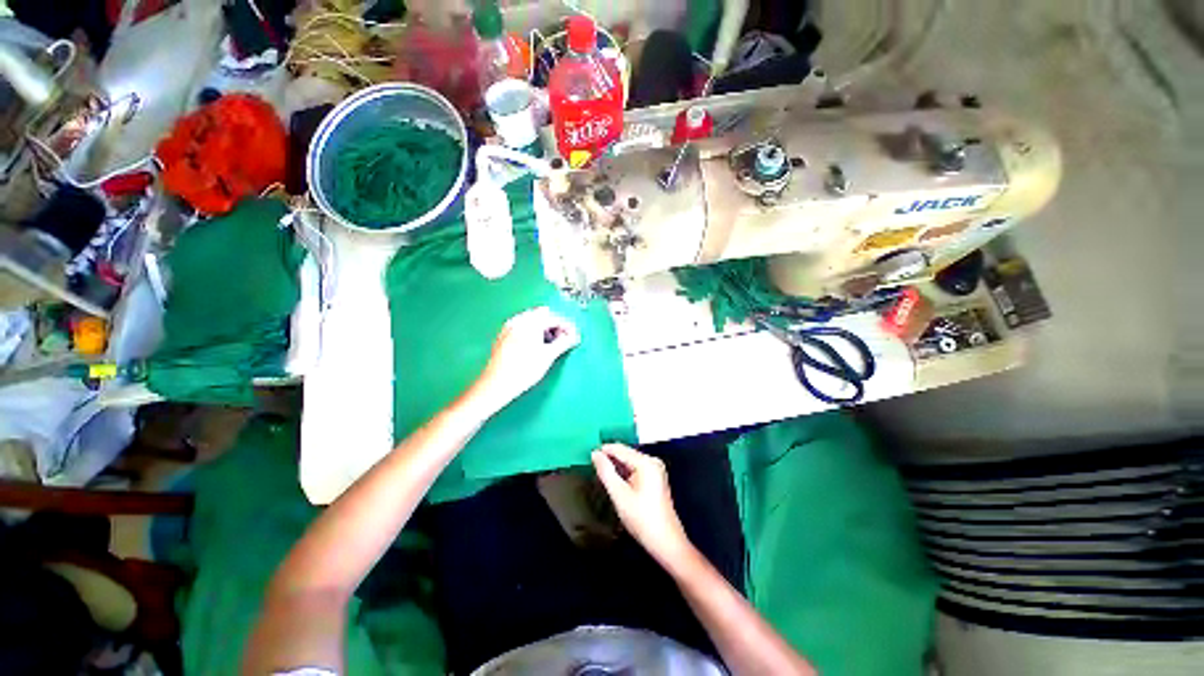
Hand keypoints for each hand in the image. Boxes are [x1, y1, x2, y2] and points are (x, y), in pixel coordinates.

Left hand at [473, 306, 579, 411]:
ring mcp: (509, 327)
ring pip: (532, 320)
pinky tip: (535, 345)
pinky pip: (522, 327)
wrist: (497, 384)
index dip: (568, 327)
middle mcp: (519, 321)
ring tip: (551, 344)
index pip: (555, 318)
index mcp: (531, 323)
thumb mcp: (548, 356)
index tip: (575, 336)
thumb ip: (563, 343)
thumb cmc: (523, 371)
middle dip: (555, 325)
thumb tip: (574, 336)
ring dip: (543, 328)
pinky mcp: (503, 336)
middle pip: (543, 315)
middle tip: (564, 339)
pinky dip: (532, 332)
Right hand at [592, 444, 696, 569]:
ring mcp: (655, 470)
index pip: (620, 449)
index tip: (587, 456)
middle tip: (592, 468)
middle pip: (625, 454)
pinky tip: (615, 482)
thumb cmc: (642, 519)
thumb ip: (606, 472)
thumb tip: (595, 454)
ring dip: (616, 467)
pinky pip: (635, 469)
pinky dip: (624, 474)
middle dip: (609, 459)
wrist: (667, 543)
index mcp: (646, 462)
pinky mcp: (655, 479)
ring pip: (629, 462)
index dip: (603, 451)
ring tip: (600, 475)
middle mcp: (652, 461)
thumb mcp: (620, 495)